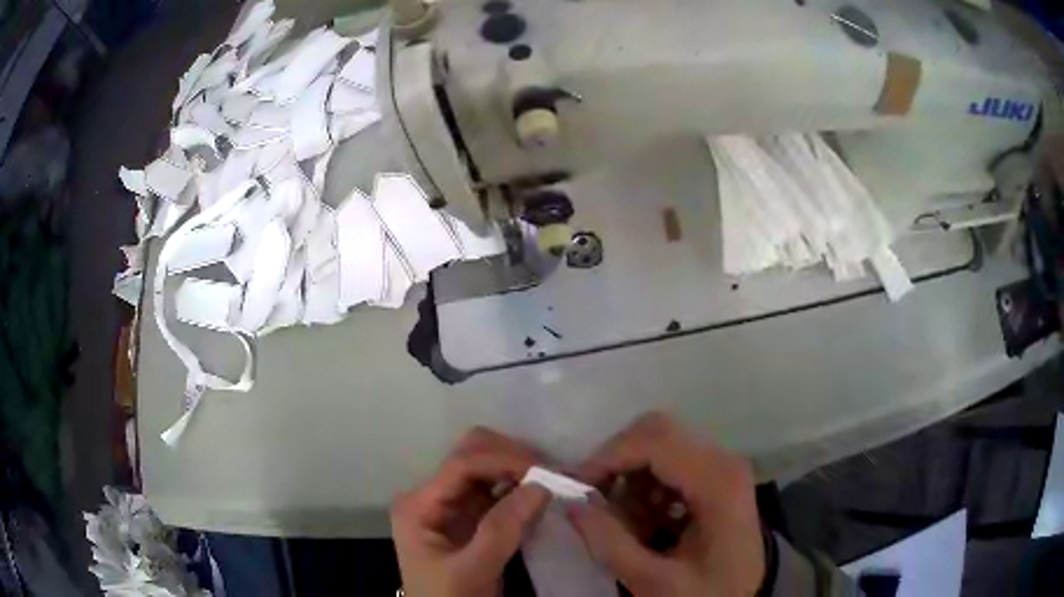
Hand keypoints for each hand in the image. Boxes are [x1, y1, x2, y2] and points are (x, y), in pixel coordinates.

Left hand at [391, 428, 550, 596]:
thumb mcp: (472, 570)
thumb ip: (501, 530)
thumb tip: (541, 486)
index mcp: (419, 504)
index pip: (462, 465)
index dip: (504, 461)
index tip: (546, 473)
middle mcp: (432, 495)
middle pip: (471, 455)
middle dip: (511, 458)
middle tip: (551, 475)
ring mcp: (451, 505)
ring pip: (487, 468)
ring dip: (519, 470)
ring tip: (553, 481)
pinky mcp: (471, 518)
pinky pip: (497, 490)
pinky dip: (520, 488)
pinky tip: (541, 495)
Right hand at [570, 413, 764, 596]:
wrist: (750, 595)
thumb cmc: (709, 592)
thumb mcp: (656, 581)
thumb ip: (610, 544)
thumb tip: (571, 505)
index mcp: (717, 482)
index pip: (655, 442)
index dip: (608, 458)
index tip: (576, 488)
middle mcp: (722, 460)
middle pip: (657, 431)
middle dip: (617, 461)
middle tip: (595, 501)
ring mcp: (721, 464)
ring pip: (659, 443)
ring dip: (630, 476)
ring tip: (625, 522)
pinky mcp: (715, 474)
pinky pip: (670, 461)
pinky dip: (645, 483)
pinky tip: (646, 520)